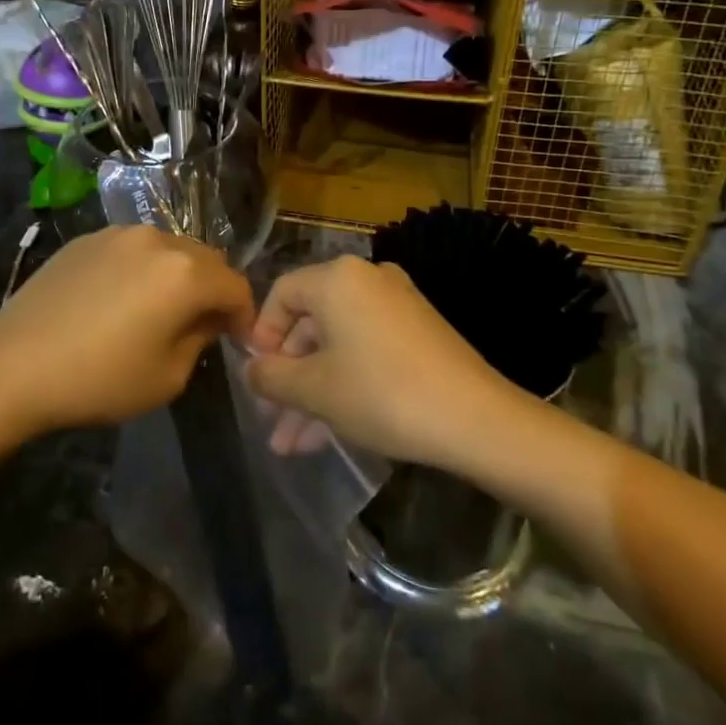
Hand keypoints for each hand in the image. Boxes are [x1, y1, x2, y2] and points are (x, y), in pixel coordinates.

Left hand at [0, 225, 253, 435]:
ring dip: (178, 276)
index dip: (245, 315)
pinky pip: (133, 250)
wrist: (12, 365)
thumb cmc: (99, 378)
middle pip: (206, 260)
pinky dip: (142, 269)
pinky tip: (120, 300)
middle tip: (203, 325)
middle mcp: (158, 240)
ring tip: (160, 309)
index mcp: (186, 273)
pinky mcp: (88, 239)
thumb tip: (205, 320)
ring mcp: (119, 234)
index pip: (236, 286)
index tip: (238, 340)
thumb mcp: (168, 376)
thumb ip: (200, 340)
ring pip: (169, 250)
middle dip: (213, 290)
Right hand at [244, 255, 518, 468]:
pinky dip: (345, 384)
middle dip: (288, 376)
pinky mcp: (418, 333)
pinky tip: (328, 434)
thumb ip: (271, 377)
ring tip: (292, 445)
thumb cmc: (381, 394)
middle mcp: (368, 280)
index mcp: (338, 279)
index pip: (282, 294)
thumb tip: (251, 370)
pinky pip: (367, 352)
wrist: (474, 418)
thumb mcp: (314, 390)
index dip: (261, 336)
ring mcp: (397, 306)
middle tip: (272, 419)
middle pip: (311, 323)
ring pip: (338, 346)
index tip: (256, 378)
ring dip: (313, 392)